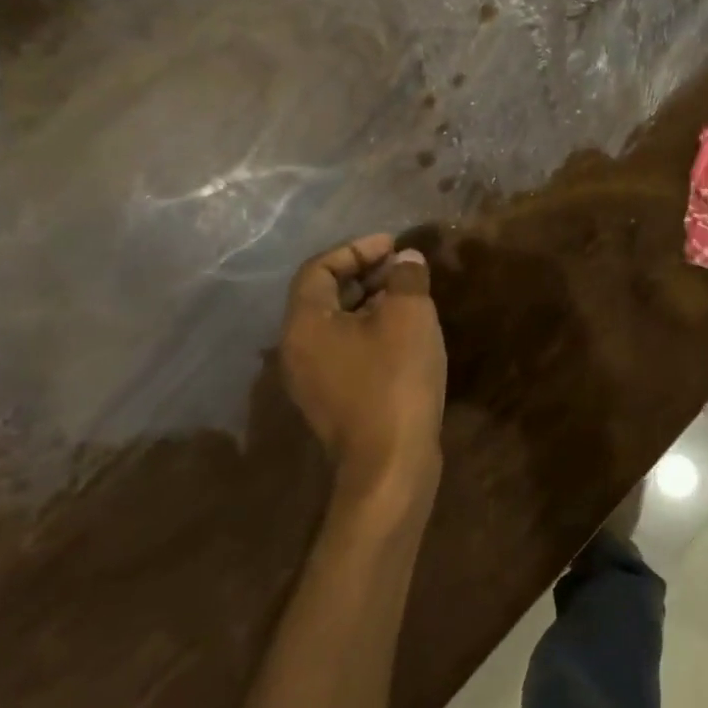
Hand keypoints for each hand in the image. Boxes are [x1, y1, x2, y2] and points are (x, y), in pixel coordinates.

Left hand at [280, 235, 446, 506]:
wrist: (391, 463)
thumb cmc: (395, 380)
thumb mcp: (409, 316)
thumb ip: (406, 278)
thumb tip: (406, 260)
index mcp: (305, 324)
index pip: (319, 268)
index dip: (356, 249)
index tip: (394, 244)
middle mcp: (297, 350)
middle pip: (325, 296)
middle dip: (365, 274)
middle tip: (404, 266)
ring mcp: (313, 380)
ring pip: (337, 325)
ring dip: (371, 302)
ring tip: (410, 295)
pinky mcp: (334, 401)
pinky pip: (347, 350)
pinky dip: (372, 330)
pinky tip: (406, 334)